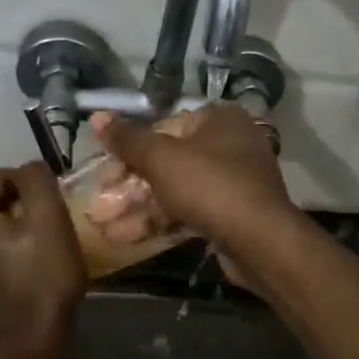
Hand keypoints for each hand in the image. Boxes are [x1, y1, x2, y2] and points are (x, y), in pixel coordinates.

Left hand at [0, 164, 87, 354]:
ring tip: (38, 251)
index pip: (4, 177)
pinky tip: (23, 269)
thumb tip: (30, 169)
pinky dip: (3, 252)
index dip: (33, 189)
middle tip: (49, 231)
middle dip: (22, 209)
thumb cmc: (41, 273)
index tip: (53, 212)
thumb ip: (36, 177)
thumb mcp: (48, 215)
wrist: (27, 339)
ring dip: (13, 231)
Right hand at [86, 104, 299, 272]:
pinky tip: (126, 237)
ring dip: (138, 208)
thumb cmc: (210, 185)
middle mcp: (230, 144)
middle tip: (99, 205)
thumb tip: (97, 117)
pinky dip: (159, 221)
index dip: (128, 151)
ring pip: (176, 190)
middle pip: (168, 162)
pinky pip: (189, 211)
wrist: (261, 241)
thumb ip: (128, 139)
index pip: (163, 128)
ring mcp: (233, 181)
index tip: (103, 175)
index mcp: (219, 119)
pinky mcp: (232, 214)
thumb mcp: (161, 158)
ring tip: (103, 226)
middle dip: (129, 186)